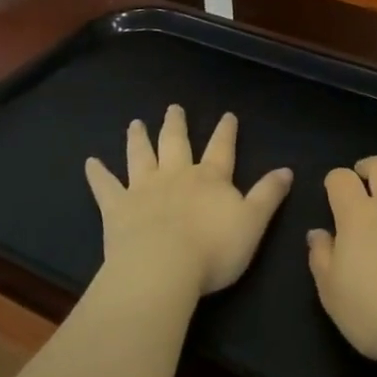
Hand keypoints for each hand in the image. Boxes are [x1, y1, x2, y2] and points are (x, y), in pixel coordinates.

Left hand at [85, 106, 292, 297]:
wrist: (162, 269)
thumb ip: (268, 195)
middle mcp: (176, 175)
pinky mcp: (117, 208)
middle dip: (176, 124)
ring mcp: (143, 189)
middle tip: (173, 108)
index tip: (227, 115)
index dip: (226, 131)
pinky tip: (90, 162)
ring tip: (135, 123)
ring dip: (138, 139)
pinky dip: (97, 174)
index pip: (222, 148)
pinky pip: (105, 187)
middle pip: (176, 143)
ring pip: (141, 156)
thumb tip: (287, 170)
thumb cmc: (213, 250)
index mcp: (210, 179)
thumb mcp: (253, 223)